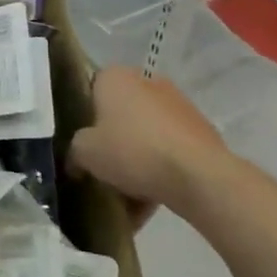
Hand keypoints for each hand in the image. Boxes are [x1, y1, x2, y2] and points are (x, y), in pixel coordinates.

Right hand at [69, 68, 229, 222]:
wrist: (197, 175)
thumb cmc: (131, 151)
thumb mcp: (85, 152)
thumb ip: (75, 150)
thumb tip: (78, 158)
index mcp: (116, 77)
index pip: (92, 89)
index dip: (85, 116)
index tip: (84, 141)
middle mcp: (148, 82)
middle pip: (122, 113)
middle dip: (114, 139)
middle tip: (103, 167)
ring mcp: (179, 105)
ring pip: (147, 134)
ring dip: (138, 157)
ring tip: (128, 193)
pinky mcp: (202, 131)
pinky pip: (170, 150)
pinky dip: (161, 169)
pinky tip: (151, 198)